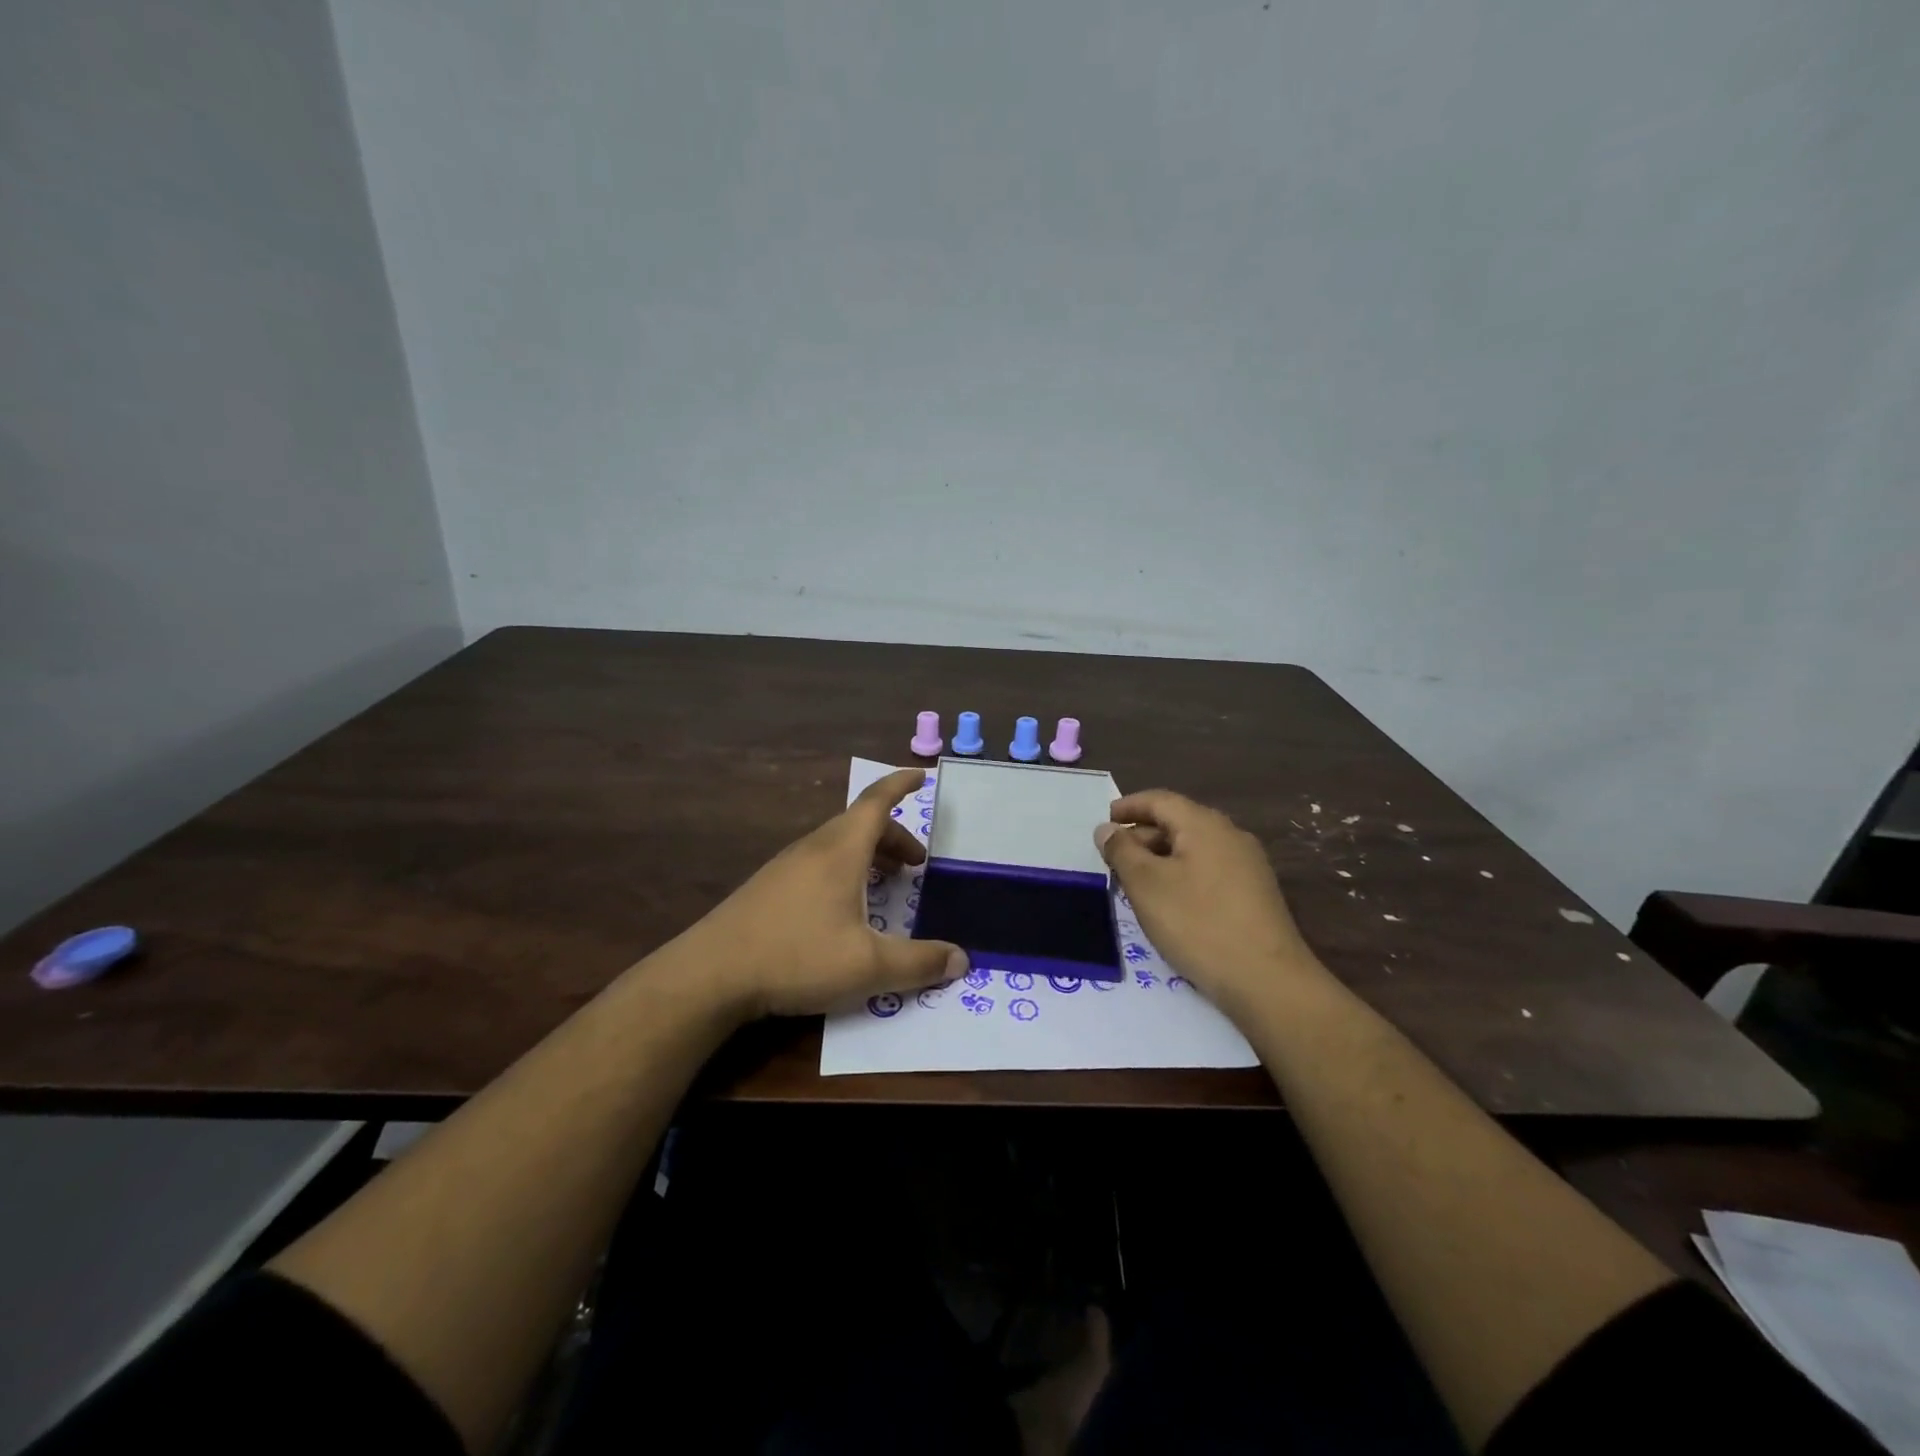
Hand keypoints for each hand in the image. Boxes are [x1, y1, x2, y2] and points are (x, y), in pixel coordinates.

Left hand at [684, 768, 967, 1019]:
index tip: (922, 775)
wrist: (711, 973)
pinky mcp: (769, 888)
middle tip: (917, 865)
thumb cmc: (796, 956)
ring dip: (869, 855)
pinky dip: (845, 870)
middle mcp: (814, 848)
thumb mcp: (867, 965)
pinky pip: (819, 862)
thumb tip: (962, 959)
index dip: (901, 785)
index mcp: (841, 850)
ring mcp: (787, 866)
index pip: (877, 801)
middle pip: (861, 825)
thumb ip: (919, 963)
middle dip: (895, 836)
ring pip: (838, 845)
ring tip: (887, 885)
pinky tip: (844, 909)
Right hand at [1094, 790, 1318, 1017]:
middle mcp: (1230, 835)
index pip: (1160, 800)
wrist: (1268, 981)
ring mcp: (1248, 865)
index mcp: (1204, 824)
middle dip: (1143, 835)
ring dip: (1161, 857)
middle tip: (1114, 859)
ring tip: (1136, 882)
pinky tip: (1170, 901)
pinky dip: (1182, 874)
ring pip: (1194, 848)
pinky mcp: (1255, 893)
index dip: (1129, 807)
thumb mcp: (1146, 885)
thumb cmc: (1198, 924)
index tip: (1104, 823)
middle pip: (1178, 822)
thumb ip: (1122, 851)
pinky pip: (1209, 869)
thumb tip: (1106, 829)